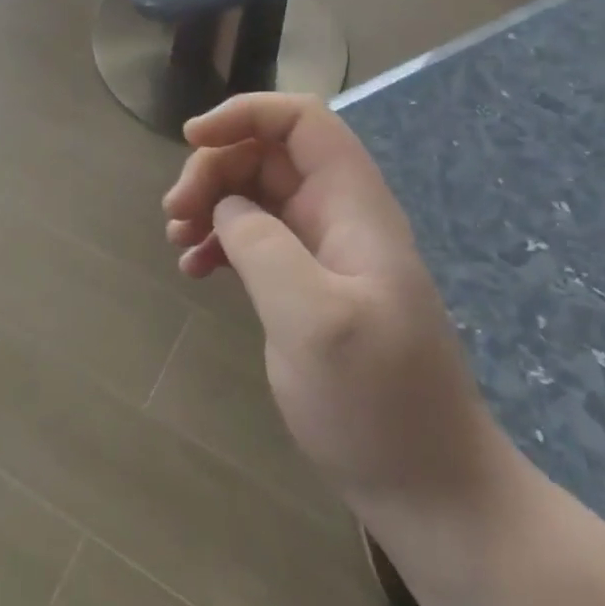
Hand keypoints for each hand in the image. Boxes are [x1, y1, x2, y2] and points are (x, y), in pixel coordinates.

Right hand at [163, 93, 509, 513]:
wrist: (431, 492)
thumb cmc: (378, 403)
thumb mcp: (313, 320)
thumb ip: (263, 246)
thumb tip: (226, 206)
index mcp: (353, 206)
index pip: (302, 120)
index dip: (245, 113)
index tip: (190, 139)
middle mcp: (339, 216)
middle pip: (268, 153)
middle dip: (214, 168)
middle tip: (173, 214)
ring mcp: (324, 252)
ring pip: (256, 193)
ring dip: (211, 204)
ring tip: (177, 242)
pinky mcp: (309, 286)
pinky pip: (256, 238)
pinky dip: (220, 242)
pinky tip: (195, 271)